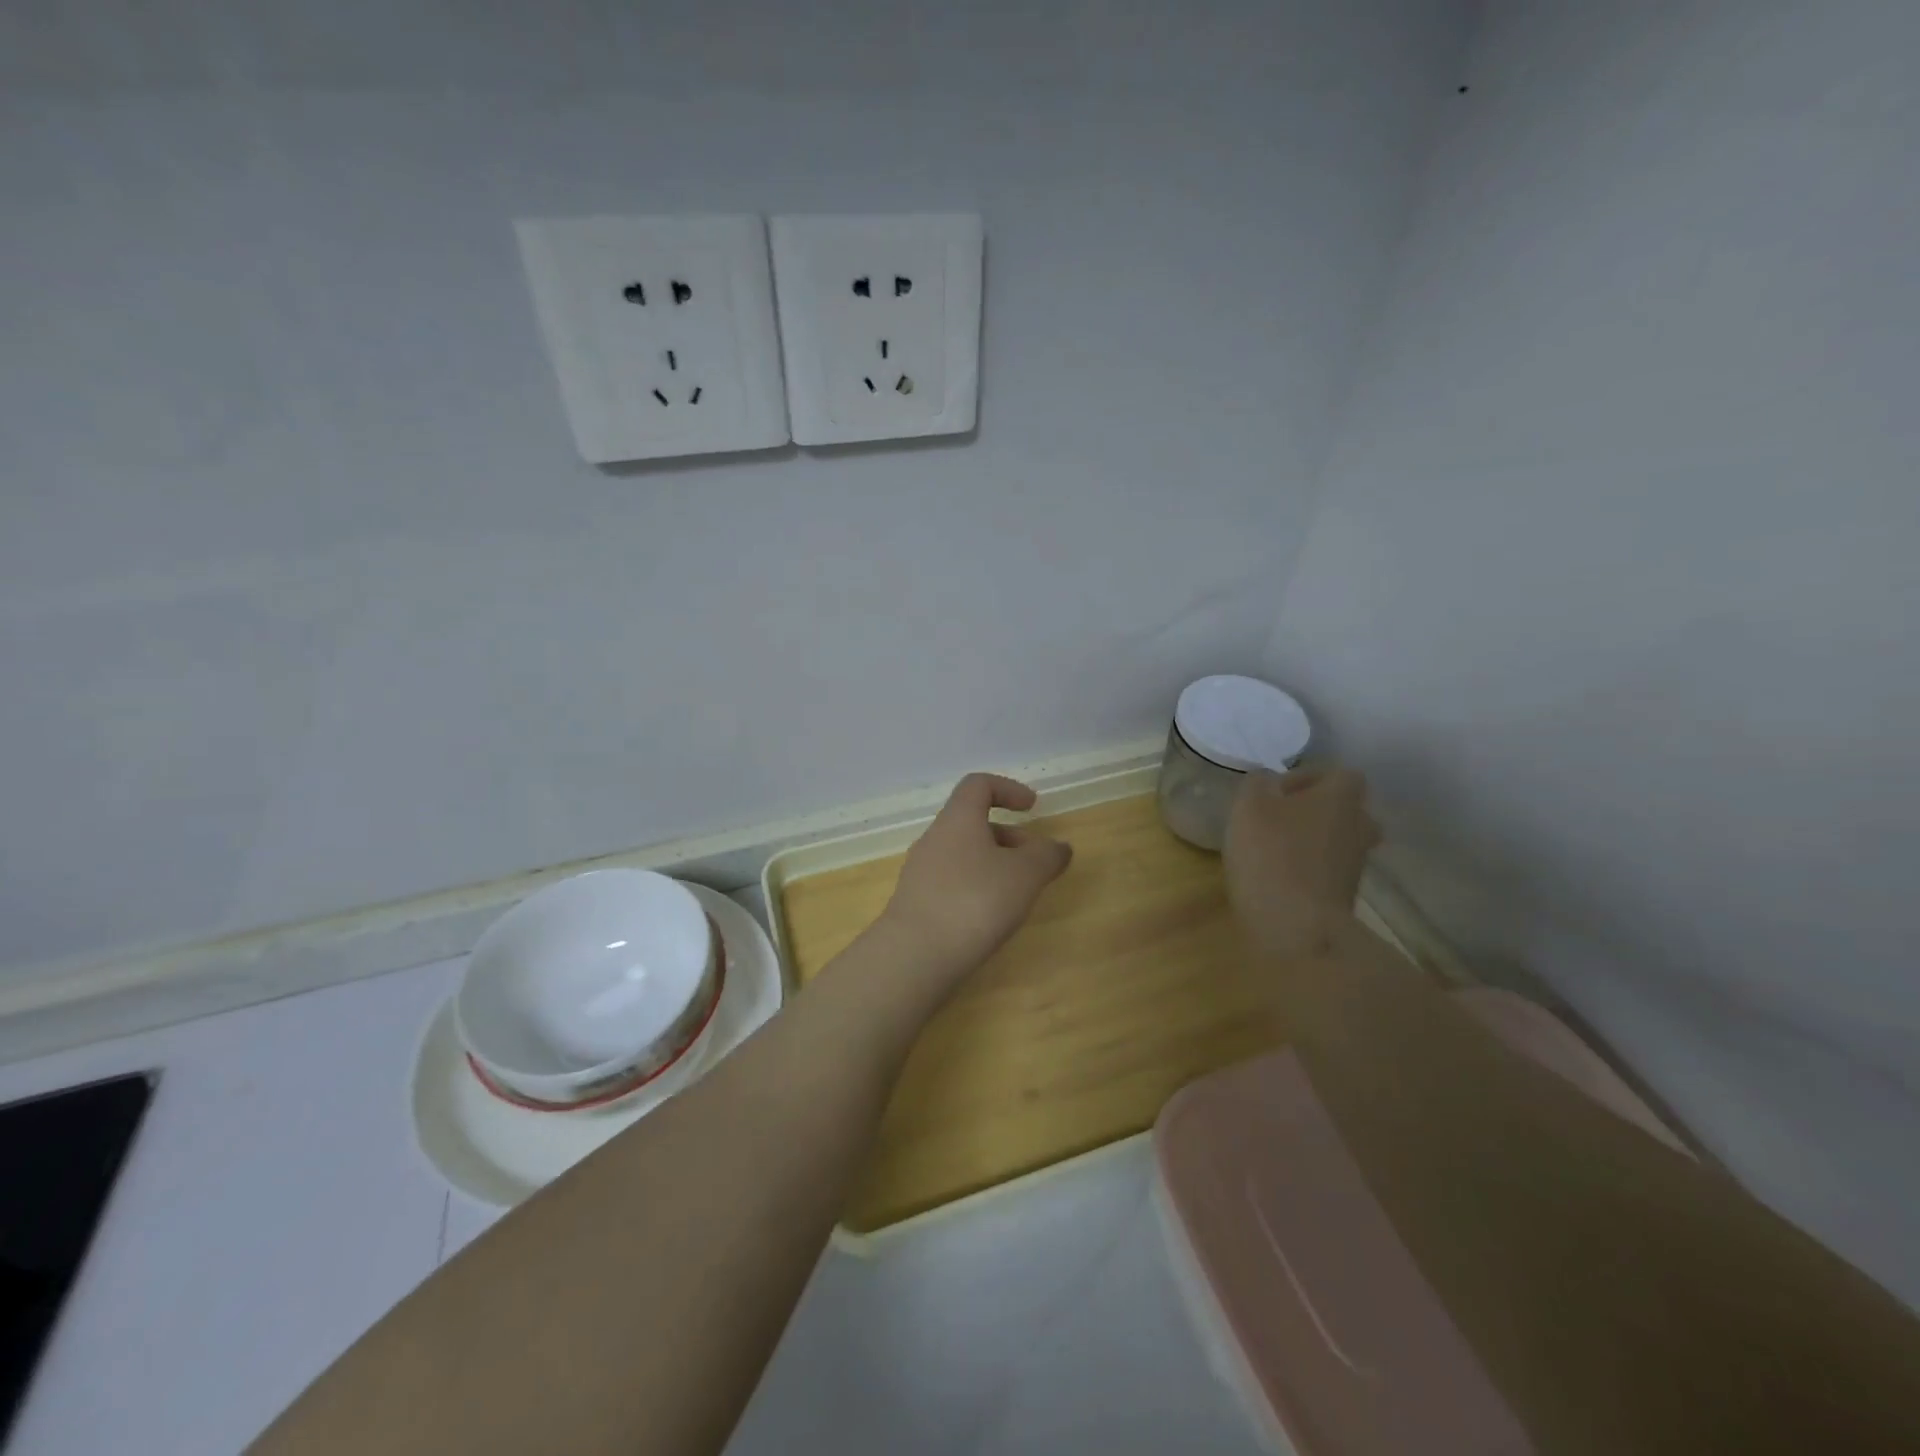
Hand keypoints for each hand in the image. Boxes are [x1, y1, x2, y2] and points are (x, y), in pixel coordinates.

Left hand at [880, 773, 1072, 994]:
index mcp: (958, 819)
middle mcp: (935, 838)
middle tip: (1035, 862)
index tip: (1032, 807)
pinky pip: (952, 881)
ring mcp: (921, 871)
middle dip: (1009, 836)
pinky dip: (976, 887)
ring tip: (1018, 894)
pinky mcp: (916, 902)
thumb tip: (1059, 847)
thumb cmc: (974, 901)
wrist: (915, 955)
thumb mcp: (1025, 875)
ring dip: (994, 864)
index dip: (1008, 789)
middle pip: (973, 823)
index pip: (979, 785)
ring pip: (963, 854)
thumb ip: (1046, 856)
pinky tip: (990, 917)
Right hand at [1224, 764, 1379, 959]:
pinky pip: (1327, 871)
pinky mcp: (1344, 896)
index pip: (1341, 775)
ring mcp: (1355, 865)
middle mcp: (1359, 827)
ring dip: (1311, 842)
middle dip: (1314, 811)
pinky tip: (1276, 878)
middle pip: (1344, 810)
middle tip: (1278, 820)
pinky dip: (1308, 870)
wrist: (1298, 927)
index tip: (1277, 793)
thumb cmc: (1273, 854)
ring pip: (1337, 842)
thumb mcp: (1250, 805)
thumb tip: (1269, 782)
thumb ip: (1258, 783)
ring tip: (1272, 850)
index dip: (1309, 778)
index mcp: (1342, 798)